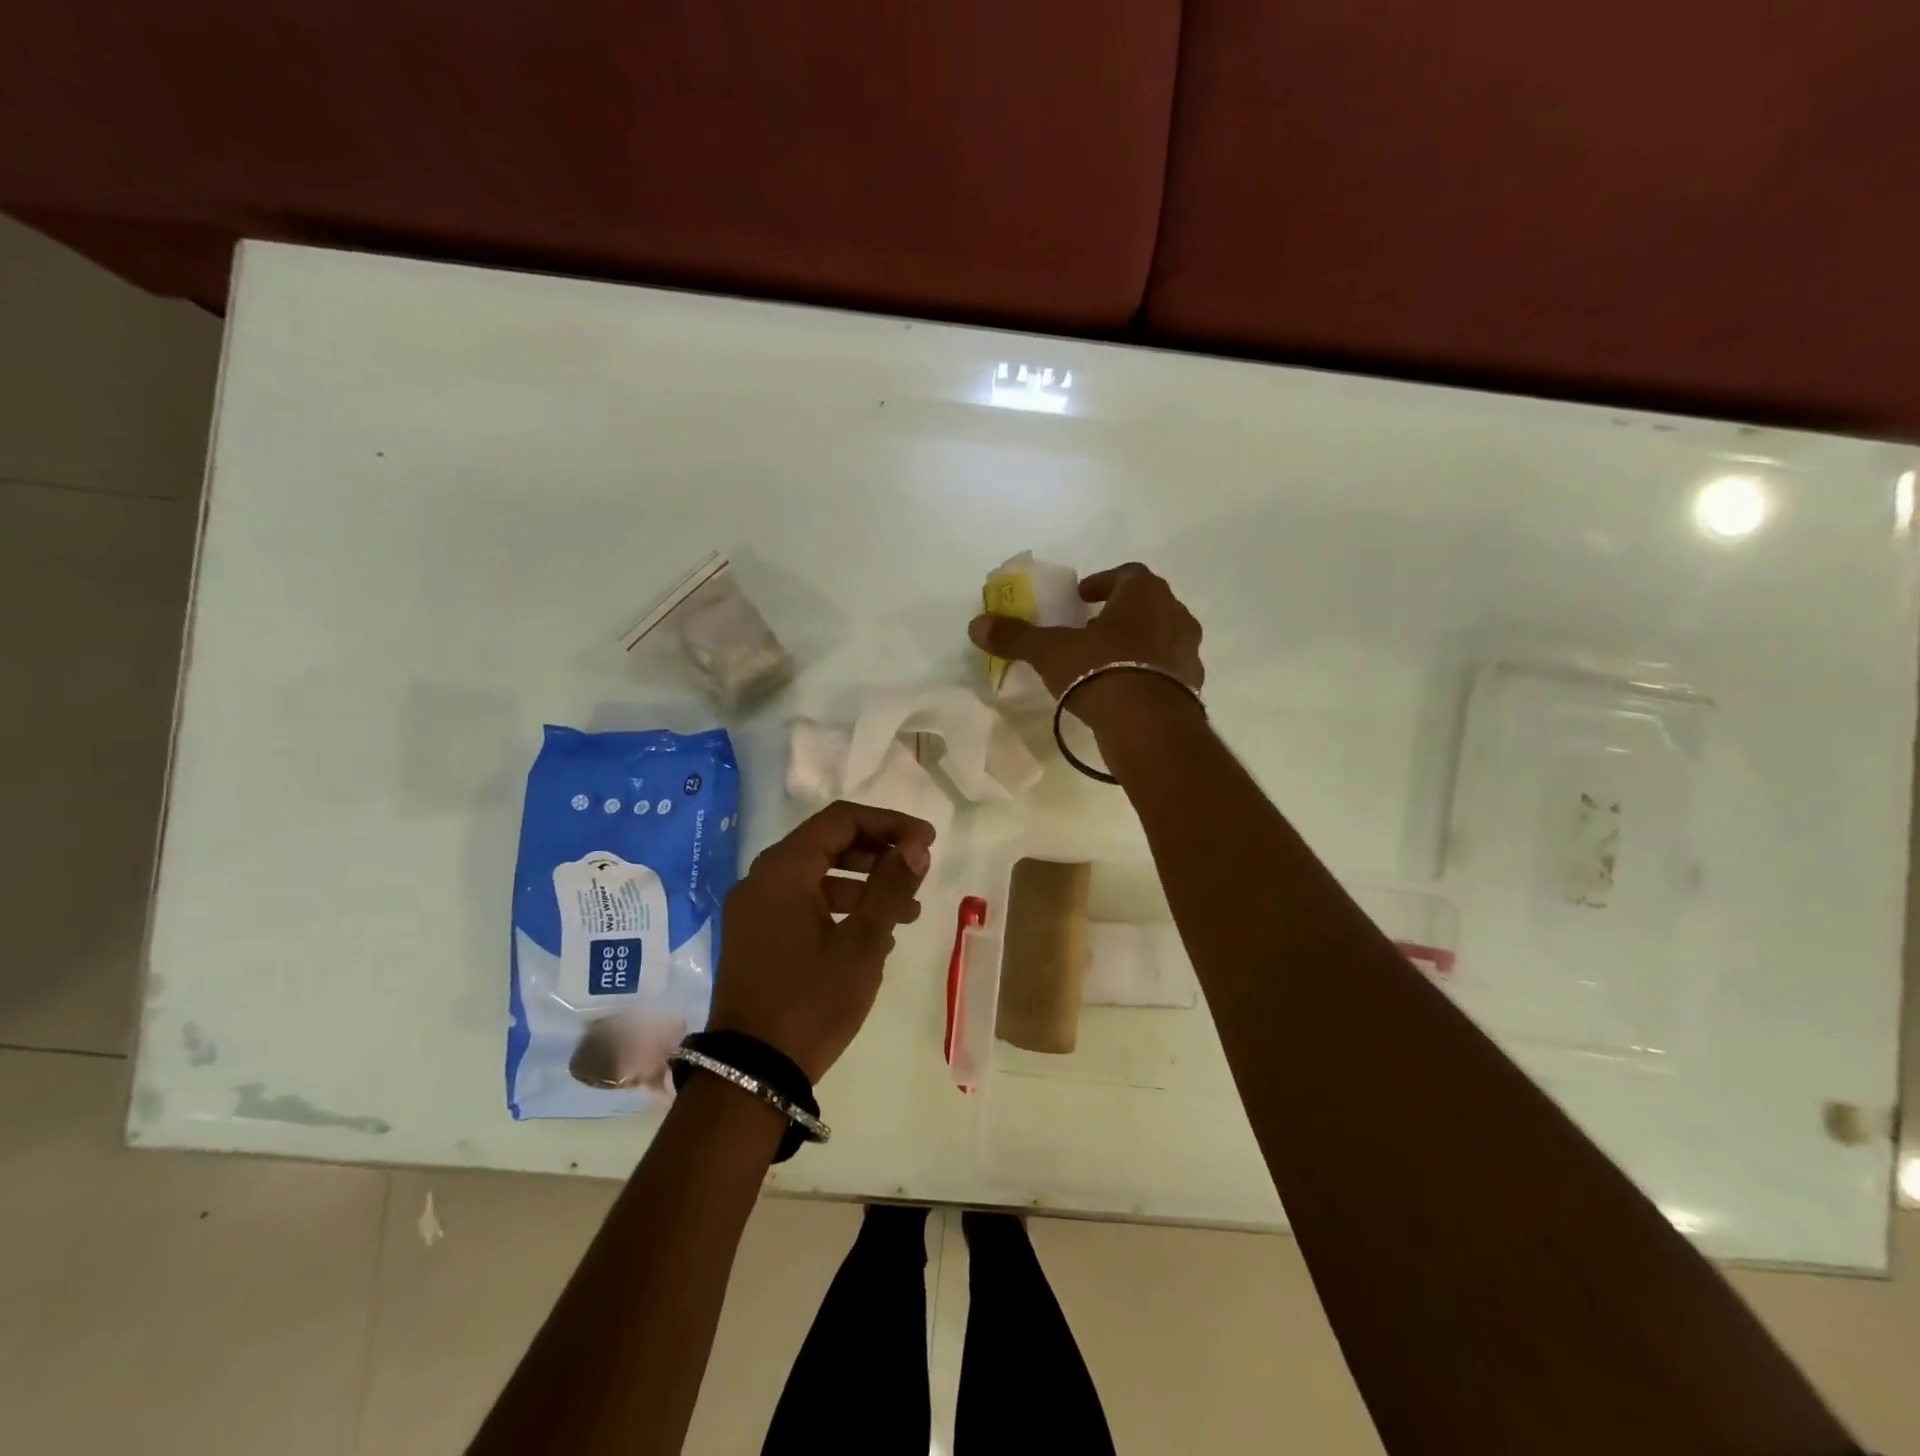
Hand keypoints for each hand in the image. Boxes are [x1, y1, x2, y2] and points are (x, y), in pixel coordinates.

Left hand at [708, 802, 934, 1082]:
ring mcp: (754, 910)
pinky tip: (875, 936)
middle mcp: (762, 879)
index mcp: (783, 869)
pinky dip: (840, 909)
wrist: (751, 1074)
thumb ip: (891, 887)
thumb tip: (916, 847)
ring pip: (817, 877)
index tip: (927, 841)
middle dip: (878, 853)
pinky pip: (802, 905)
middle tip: (918, 869)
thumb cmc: (811, 1000)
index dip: (889, 823)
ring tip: (909, 910)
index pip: (841, 820)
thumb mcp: (863, 943)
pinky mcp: (754, 938)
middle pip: (827, 844)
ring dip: (864, 884)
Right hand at [967, 562, 1203, 731]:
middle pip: (1148, 604)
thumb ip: (1016, 636)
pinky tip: (1127, 692)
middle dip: (1120, 614)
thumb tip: (976, 624)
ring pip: (1161, 637)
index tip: (1082, 597)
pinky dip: (1150, 674)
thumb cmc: (1100, 671)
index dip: (1103, 583)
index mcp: (1144, 593)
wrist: (1149, 725)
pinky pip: (1169, 671)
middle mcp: (1175, 614)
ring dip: (1138, 644)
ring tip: (1108, 663)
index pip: (1127, 574)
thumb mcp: (1050, 652)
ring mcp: (1188, 651)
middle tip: (1093, 629)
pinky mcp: (1193, 686)